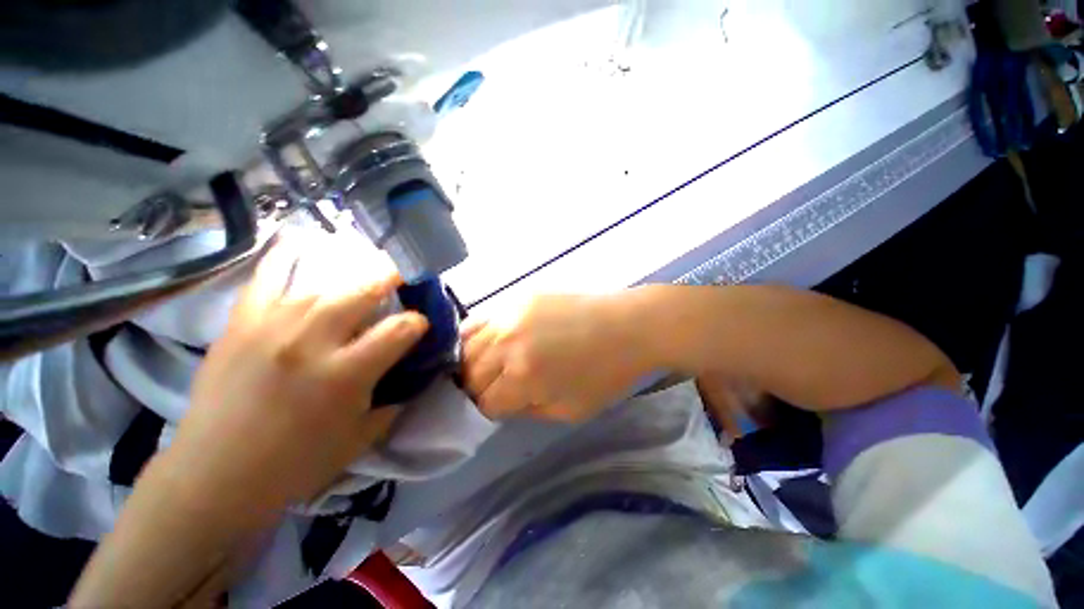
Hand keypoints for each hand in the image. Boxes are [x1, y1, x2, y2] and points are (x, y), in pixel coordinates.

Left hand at [170, 235, 428, 514]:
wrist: (214, 478)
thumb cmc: (296, 464)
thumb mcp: (362, 437)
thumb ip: (395, 398)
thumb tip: (414, 373)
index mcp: (346, 374)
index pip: (401, 328)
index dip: (419, 322)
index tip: (421, 325)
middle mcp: (311, 341)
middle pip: (364, 290)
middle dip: (393, 279)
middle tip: (402, 280)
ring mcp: (271, 327)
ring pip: (323, 283)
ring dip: (355, 274)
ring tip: (367, 272)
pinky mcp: (240, 324)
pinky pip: (266, 278)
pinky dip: (285, 257)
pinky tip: (300, 243)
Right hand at [462, 293, 654, 421]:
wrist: (627, 327)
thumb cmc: (606, 374)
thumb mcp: (569, 411)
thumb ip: (527, 410)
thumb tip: (502, 403)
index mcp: (522, 376)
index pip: (485, 402)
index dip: (491, 410)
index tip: (500, 408)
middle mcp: (507, 343)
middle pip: (470, 373)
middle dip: (477, 389)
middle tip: (493, 390)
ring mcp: (509, 314)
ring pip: (467, 345)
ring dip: (471, 362)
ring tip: (486, 367)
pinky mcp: (517, 297)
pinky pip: (480, 320)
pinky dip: (475, 337)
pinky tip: (487, 343)